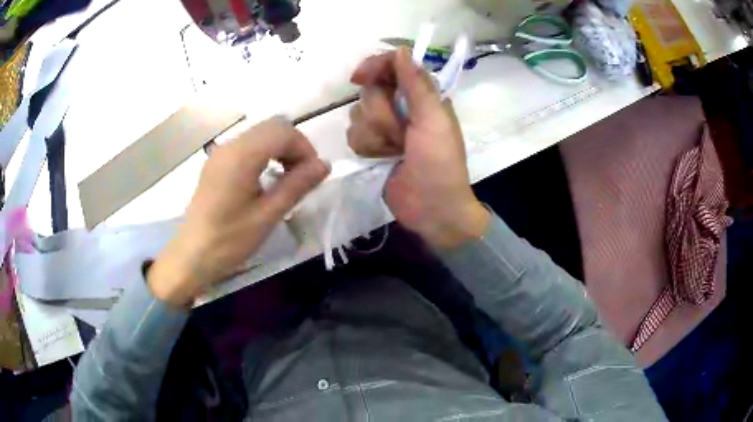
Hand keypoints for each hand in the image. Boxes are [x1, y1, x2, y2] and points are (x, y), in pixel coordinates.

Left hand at [148, 117, 329, 305]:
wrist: (192, 256)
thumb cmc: (229, 241)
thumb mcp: (267, 215)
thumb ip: (297, 185)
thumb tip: (325, 165)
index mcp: (241, 156)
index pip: (282, 131)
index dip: (304, 147)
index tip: (313, 174)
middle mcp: (230, 145)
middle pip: (272, 126)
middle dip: (294, 146)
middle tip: (302, 176)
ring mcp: (221, 152)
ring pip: (260, 134)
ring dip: (280, 149)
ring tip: (287, 179)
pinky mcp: (217, 162)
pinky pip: (248, 145)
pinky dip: (265, 154)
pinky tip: (266, 179)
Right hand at [348, 47, 489, 248]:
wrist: (432, 209)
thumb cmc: (440, 164)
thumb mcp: (434, 121)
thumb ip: (417, 84)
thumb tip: (402, 50)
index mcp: (422, 95)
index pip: (392, 65)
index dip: (375, 66)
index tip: (360, 77)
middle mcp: (402, 106)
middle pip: (370, 91)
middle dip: (382, 116)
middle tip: (401, 135)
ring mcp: (385, 127)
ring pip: (358, 114)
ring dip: (375, 136)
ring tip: (395, 152)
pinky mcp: (372, 146)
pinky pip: (353, 135)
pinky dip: (367, 148)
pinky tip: (382, 159)